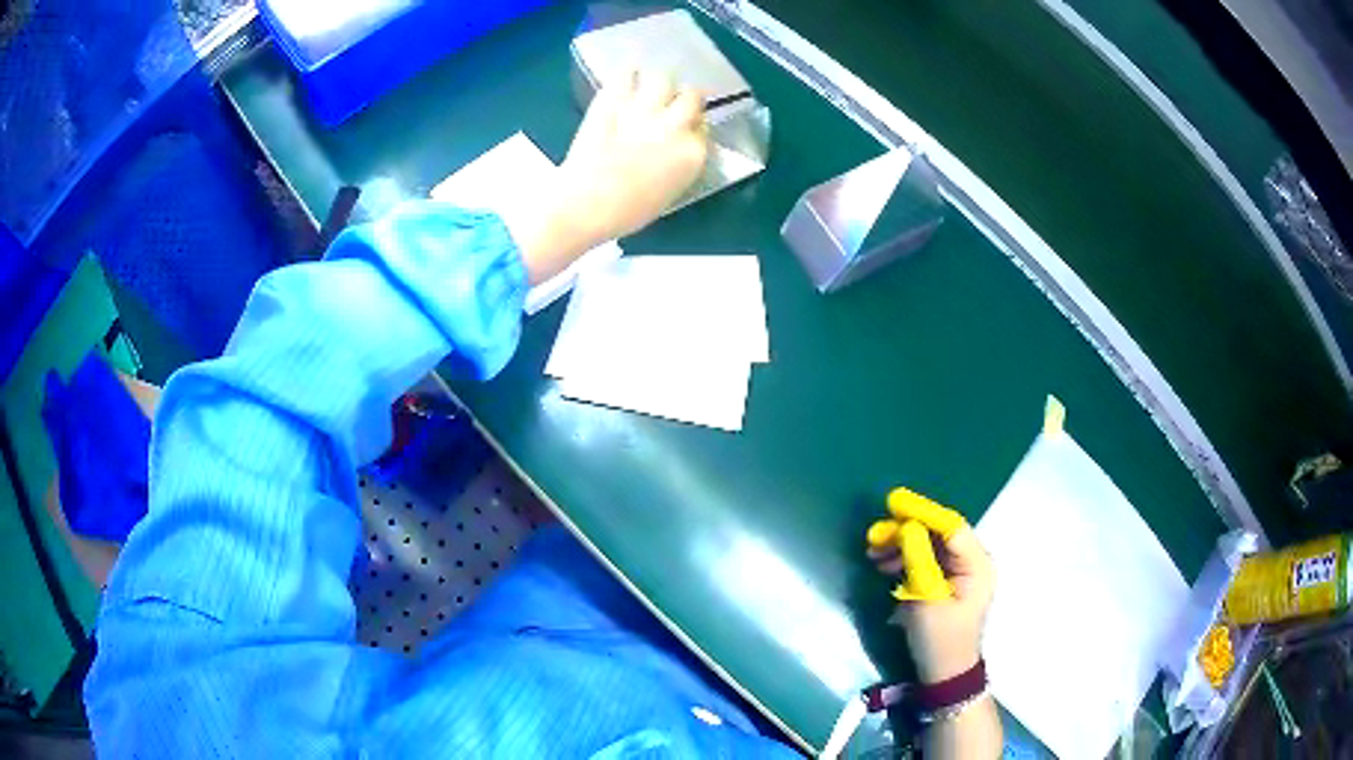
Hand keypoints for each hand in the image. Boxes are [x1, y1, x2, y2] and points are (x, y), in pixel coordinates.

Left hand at [502, 71, 710, 283]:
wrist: (584, 205)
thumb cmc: (626, 212)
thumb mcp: (668, 193)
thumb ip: (680, 164)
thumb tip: (676, 149)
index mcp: (693, 153)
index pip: (704, 127)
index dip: (694, 126)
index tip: (685, 129)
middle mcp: (675, 125)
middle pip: (692, 96)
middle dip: (685, 99)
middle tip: (673, 104)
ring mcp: (643, 108)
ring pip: (663, 78)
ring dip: (658, 84)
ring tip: (648, 91)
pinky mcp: (613, 100)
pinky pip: (625, 74)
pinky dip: (627, 76)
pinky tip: (624, 82)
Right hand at [868, 523, 994, 683]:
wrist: (944, 674)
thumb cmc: (940, 640)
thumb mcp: (926, 600)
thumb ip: (919, 560)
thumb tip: (907, 528)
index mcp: (976, 564)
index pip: (951, 527)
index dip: (923, 513)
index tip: (893, 504)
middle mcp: (972, 562)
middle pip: (938, 534)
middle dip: (906, 531)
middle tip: (873, 537)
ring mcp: (960, 572)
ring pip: (929, 545)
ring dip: (901, 546)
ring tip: (873, 555)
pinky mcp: (947, 582)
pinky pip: (926, 560)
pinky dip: (905, 559)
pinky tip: (885, 566)